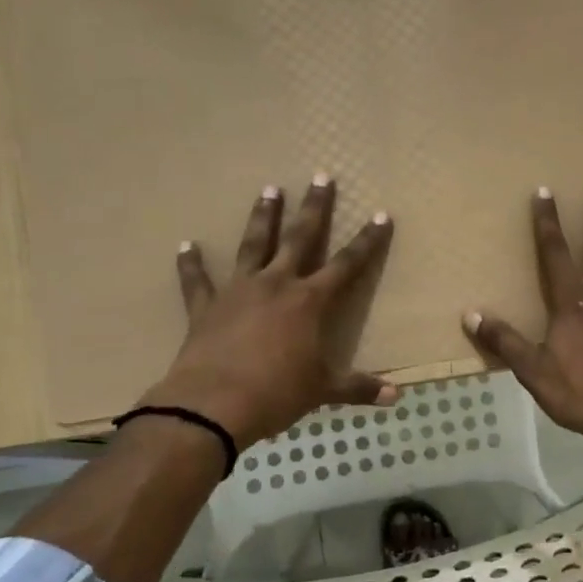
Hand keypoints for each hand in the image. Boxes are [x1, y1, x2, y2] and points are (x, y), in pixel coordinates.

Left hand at [142, 175, 397, 448]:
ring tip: (269, 190)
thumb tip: (397, 396)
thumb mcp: (323, 390)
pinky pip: (197, 280)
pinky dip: (191, 264)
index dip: (367, 240)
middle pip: (300, 238)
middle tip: (321, 177)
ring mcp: (239, 291)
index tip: (381, 215)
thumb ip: (359, 388)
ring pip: (254, 245)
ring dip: (263, 217)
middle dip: (314, 208)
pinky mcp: (206, 307)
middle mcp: (276, 285)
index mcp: (309, 302)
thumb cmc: (277, 393)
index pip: (348, 264)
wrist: (214, 404)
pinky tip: (186, 246)